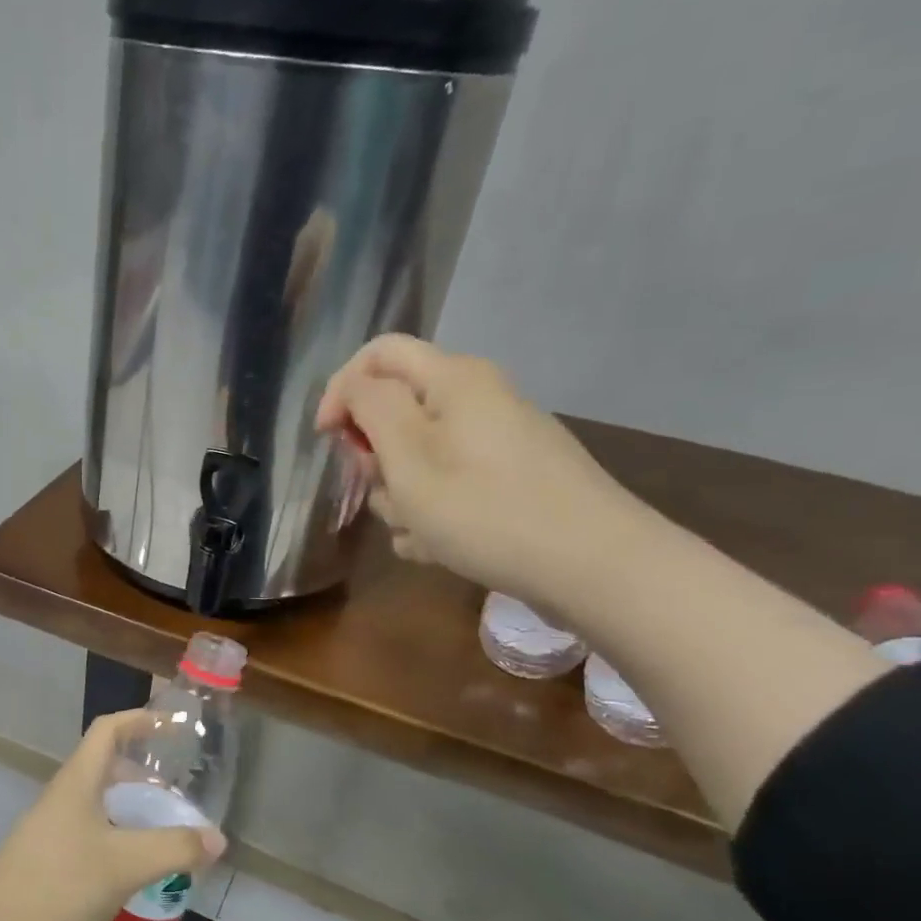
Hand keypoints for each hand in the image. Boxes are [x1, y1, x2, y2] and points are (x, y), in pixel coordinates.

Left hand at [0, 710, 226, 920]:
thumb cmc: (57, 887)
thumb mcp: (124, 865)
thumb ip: (175, 848)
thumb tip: (217, 838)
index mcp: (76, 783)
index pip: (108, 730)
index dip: (141, 720)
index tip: (175, 727)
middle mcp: (63, 801)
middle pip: (108, 771)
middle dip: (146, 779)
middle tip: (180, 802)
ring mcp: (52, 835)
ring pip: (101, 811)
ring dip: (134, 818)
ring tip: (168, 842)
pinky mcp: (49, 868)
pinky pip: (93, 843)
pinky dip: (120, 848)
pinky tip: (138, 879)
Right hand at [315, 335, 646, 606]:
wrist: (593, 566)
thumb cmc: (486, 509)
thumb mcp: (410, 458)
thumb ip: (371, 409)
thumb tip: (354, 388)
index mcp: (453, 380)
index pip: (377, 355)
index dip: (341, 390)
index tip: (327, 440)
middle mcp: (477, 401)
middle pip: (396, 412)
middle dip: (376, 458)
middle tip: (384, 492)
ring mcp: (496, 443)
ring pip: (417, 459)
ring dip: (401, 497)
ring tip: (419, 534)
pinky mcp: (509, 481)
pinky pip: (448, 488)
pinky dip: (432, 515)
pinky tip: (439, 549)